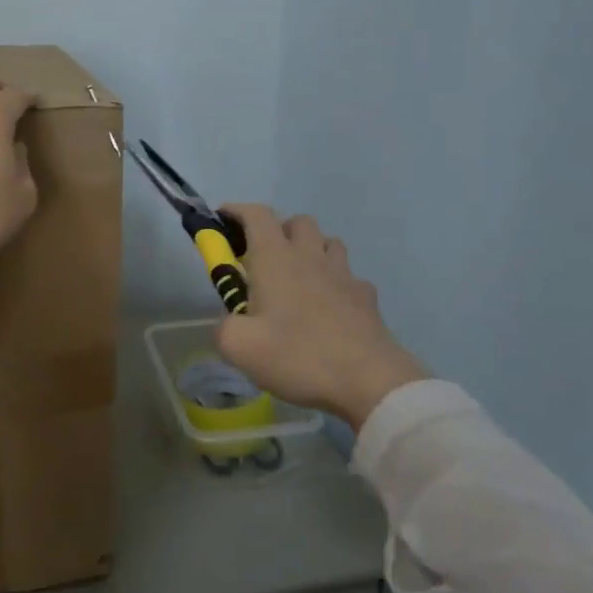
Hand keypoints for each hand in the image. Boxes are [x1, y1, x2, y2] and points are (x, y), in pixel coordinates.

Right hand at [215, 205, 427, 428]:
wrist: (369, 381)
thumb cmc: (298, 356)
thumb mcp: (239, 348)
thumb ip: (223, 327)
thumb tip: (230, 322)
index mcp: (275, 259)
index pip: (256, 215)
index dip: (236, 211)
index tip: (222, 219)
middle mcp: (310, 257)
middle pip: (297, 221)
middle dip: (278, 230)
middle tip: (262, 260)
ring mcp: (344, 275)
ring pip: (328, 242)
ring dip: (310, 250)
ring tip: (298, 278)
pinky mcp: (367, 297)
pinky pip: (350, 276)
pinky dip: (336, 281)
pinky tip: (330, 306)